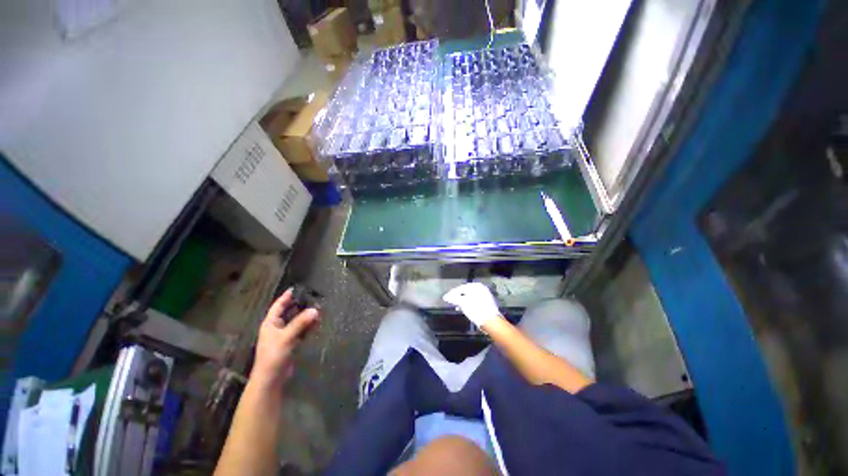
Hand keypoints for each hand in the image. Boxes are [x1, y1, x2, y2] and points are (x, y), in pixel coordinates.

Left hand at [251, 289, 319, 387]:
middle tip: (312, 297)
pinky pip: (300, 331)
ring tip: (318, 308)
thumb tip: (315, 310)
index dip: (286, 297)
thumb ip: (300, 323)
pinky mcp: (290, 344)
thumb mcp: (286, 337)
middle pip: (288, 312)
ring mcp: (284, 336)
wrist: (271, 379)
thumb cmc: (273, 355)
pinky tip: (316, 323)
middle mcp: (276, 328)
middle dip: (299, 305)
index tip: (296, 288)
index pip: (278, 306)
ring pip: (296, 322)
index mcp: (270, 324)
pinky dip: (307, 326)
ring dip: (305, 316)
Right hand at [443, 282, 500, 326]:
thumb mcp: (462, 303)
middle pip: (466, 292)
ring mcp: (485, 296)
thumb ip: (453, 298)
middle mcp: (482, 289)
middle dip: (458, 297)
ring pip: (470, 297)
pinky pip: (475, 301)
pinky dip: (469, 304)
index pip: (461, 288)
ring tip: (457, 307)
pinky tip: (465, 310)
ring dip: (463, 302)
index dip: (452, 293)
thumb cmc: (476, 309)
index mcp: (476, 286)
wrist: (491, 322)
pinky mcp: (487, 303)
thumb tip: (446, 297)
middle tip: (451, 302)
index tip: (446, 298)